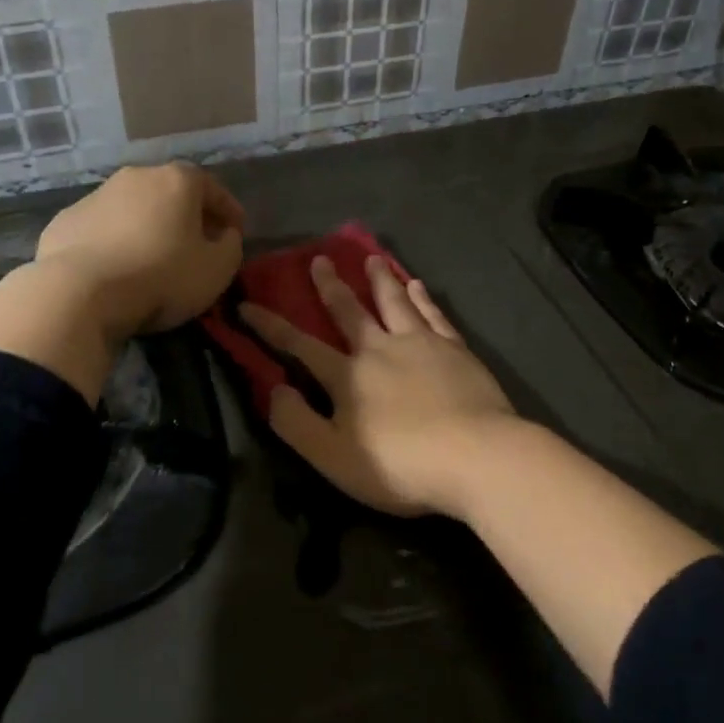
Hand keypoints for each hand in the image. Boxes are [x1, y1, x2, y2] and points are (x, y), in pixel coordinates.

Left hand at [35, 162, 244, 339]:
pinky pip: (103, 229)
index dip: (228, 210)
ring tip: (154, 257)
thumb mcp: (217, 269)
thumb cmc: (161, 276)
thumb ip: (230, 245)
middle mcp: (136, 177)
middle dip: (187, 215)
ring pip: (134, 208)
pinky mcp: (65, 221)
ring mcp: (95, 196)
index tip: (235, 232)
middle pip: (170, 193)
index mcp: (177, 181)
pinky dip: (115, 241)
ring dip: (148, 227)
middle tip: (196, 243)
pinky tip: (117, 267)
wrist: (78, 293)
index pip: (213, 188)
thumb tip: (224, 234)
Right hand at [240, 255, 517, 518]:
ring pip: (394, 303)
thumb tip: (272, 389)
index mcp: (348, 376)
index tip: (246, 304)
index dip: (270, 326)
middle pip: (350, 312)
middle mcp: (380, 349)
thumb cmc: (400, 464)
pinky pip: (433, 315)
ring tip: (371, 258)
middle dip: (331, 286)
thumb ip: (297, 423)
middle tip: (319, 259)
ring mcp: (421, 345)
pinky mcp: (455, 350)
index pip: (299, 346)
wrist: (476, 456)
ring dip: (379, 280)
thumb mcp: (333, 457)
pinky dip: (422, 298)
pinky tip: (417, 285)